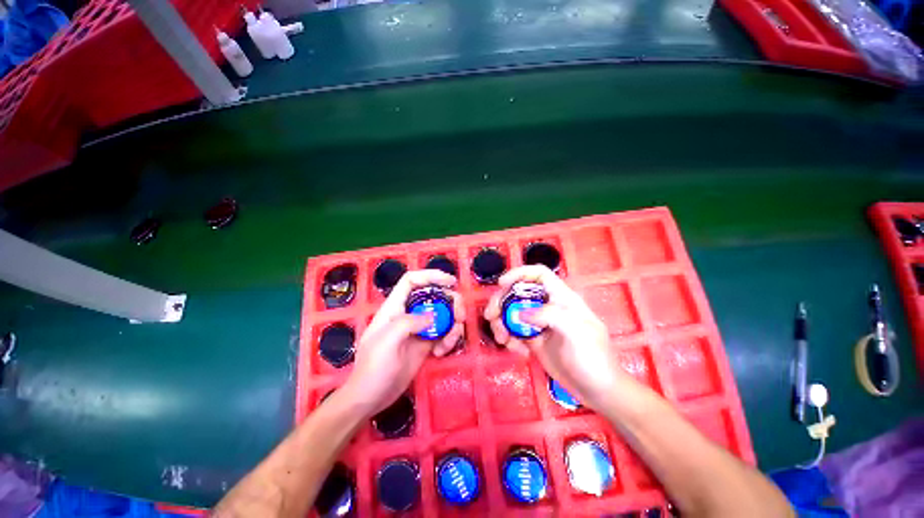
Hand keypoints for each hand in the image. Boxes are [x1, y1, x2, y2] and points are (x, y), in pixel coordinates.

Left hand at [341, 270, 464, 416]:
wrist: (371, 398)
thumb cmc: (373, 368)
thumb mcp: (387, 341)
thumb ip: (409, 322)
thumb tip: (433, 317)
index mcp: (395, 307)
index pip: (412, 281)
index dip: (430, 276)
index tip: (450, 282)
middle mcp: (408, 313)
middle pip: (434, 296)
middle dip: (451, 302)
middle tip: (460, 316)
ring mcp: (418, 329)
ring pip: (443, 315)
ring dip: (453, 324)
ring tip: (449, 341)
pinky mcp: (426, 343)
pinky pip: (444, 333)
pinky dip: (449, 339)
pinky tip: (441, 353)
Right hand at [484, 265, 623, 411]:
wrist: (598, 391)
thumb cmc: (593, 357)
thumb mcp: (577, 332)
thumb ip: (549, 316)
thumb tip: (519, 314)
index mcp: (561, 297)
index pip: (539, 274)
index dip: (519, 274)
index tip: (501, 284)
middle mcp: (548, 306)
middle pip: (518, 293)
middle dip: (501, 301)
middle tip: (490, 316)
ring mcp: (539, 324)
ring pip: (512, 313)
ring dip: (501, 323)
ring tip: (502, 339)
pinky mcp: (534, 340)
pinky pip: (514, 332)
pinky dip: (509, 339)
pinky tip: (517, 351)